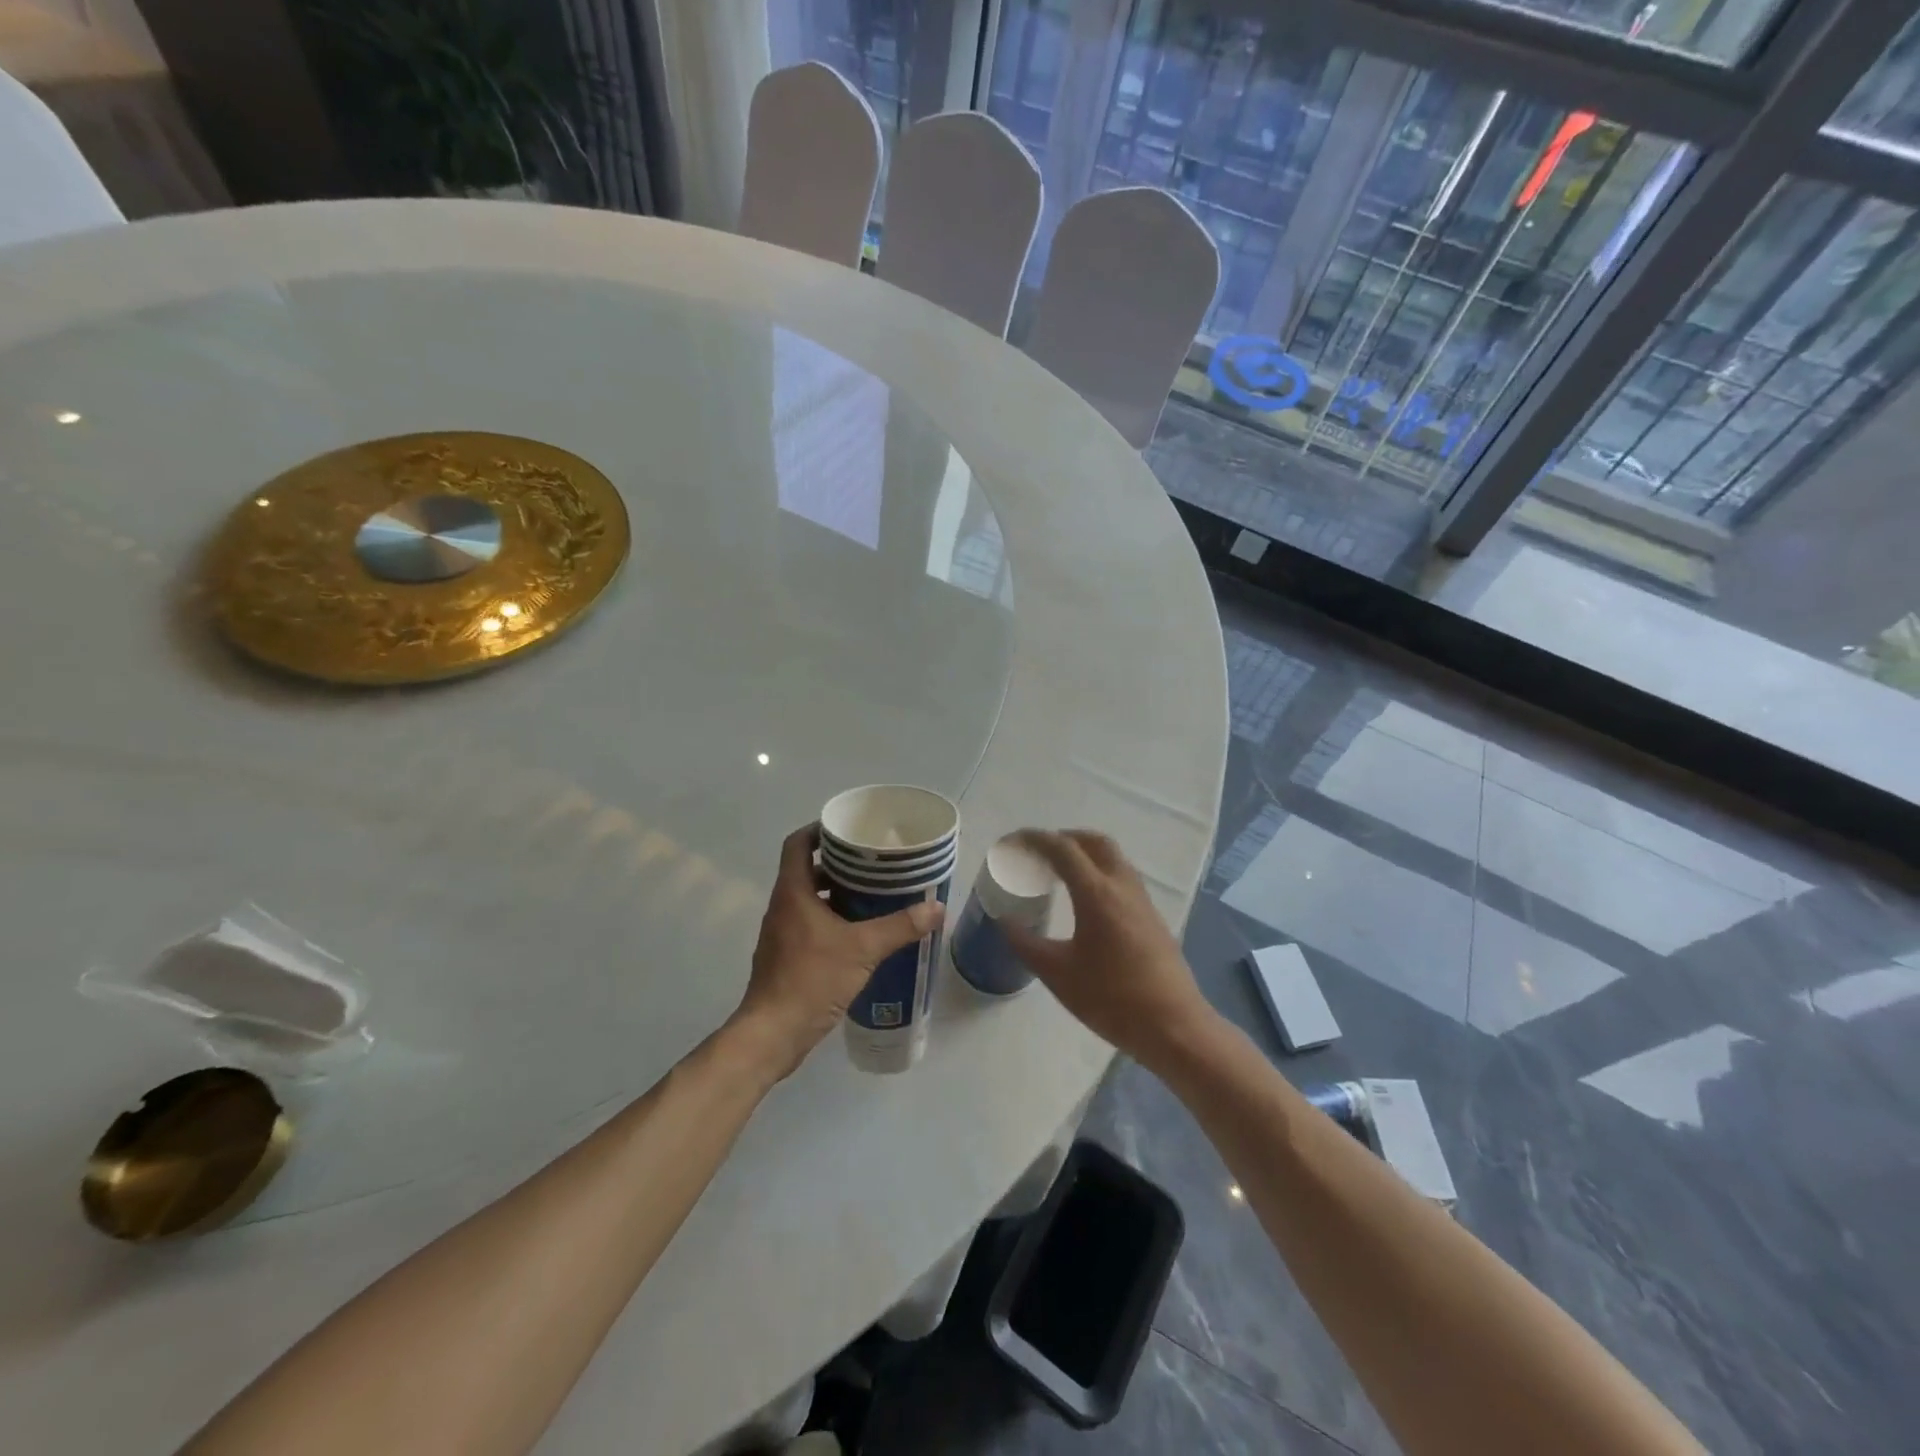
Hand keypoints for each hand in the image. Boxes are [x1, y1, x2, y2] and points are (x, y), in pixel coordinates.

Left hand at [728, 824, 943, 1080]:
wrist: (773, 1034)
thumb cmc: (811, 979)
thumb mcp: (863, 949)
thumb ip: (900, 927)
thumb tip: (937, 908)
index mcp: (793, 892)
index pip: (798, 844)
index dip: (819, 830)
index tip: (848, 829)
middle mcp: (782, 907)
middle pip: (807, 870)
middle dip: (838, 864)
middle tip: (873, 862)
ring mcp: (781, 934)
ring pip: (809, 900)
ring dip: (836, 894)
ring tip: (873, 895)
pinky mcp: (786, 957)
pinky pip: (810, 925)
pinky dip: (832, 920)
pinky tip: (860, 934)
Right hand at [1004, 829, 1215, 1070]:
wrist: (1174, 1027)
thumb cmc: (1112, 999)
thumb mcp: (1058, 974)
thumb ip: (1026, 944)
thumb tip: (1005, 922)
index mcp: (1097, 894)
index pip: (1062, 848)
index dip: (1034, 839)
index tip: (1011, 843)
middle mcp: (1122, 886)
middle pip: (1093, 841)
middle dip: (1063, 838)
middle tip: (1037, 853)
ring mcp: (1142, 900)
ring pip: (1112, 857)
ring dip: (1083, 853)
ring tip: (1057, 872)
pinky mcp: (1152, 917)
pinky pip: (1121, 877)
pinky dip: (1098, 872)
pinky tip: (1085, 900)